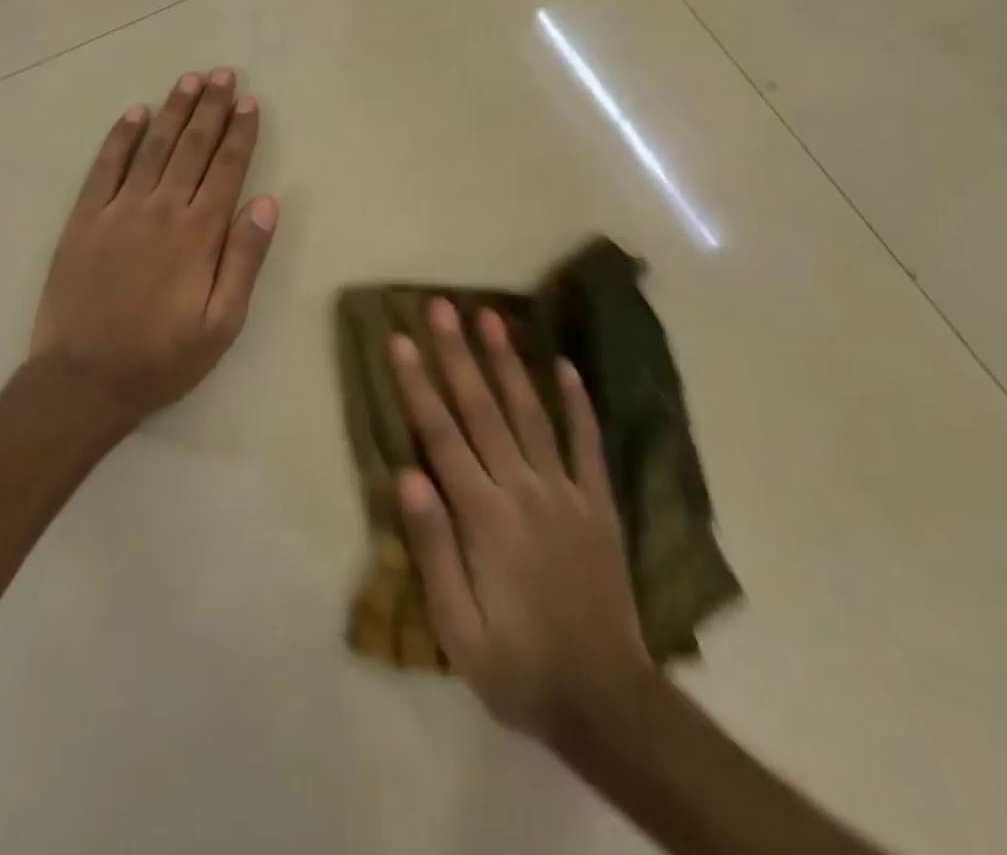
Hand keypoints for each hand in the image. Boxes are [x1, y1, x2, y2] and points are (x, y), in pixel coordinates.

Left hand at [31, 70, 278, 428]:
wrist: (82, 381)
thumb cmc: (162, 358)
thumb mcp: (222, 324)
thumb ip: (245, 260)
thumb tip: (268, 203)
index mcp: (198, 234)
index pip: (227, 169)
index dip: (240, 133)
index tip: (248, 101)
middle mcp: (161, 209)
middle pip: (191, 147)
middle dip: (210, 108)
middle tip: (222, 74)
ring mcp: (118, 210)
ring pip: (152, 147)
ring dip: (172, 111)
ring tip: (189, 80)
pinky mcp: (84, 219)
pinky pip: (105, 167)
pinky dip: (120, 137)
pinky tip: (135, 113)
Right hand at [391, 299, 653, 742]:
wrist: (605, 701)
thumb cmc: (516, 666)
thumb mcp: (457, 627)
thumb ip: (433, 546)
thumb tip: (406, 474)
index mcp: (484, 517)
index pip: (441, 435)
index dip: (418, 383)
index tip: (400, 338)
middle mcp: (523, 490)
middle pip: (483, 409)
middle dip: (458, 353)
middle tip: (442, 305)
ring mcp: (566, 492)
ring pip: (531, 413)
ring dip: (509, 362)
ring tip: (491, 317)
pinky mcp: (598, 503)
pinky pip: (587, 444)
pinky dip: (577, 403)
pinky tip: (565, 365)